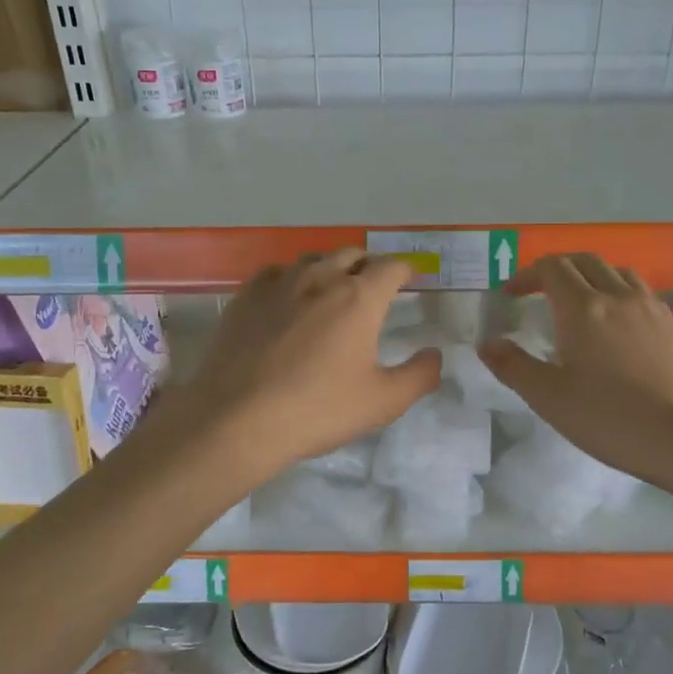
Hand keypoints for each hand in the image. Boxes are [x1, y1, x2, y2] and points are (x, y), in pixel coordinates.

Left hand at [174, 249, 440, 480]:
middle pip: (352, 254)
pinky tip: (287, 298)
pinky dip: (291, 278)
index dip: (405, 270)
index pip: (391, 267)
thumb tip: (435, 354)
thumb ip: (420, 375)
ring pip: (312, 259)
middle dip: (369, 265)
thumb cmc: (318, 410)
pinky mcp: (245, 297)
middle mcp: (320, 278)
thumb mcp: (383, 402)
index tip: (410, 280)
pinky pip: (275, 273)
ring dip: (330, 267)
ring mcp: (278, 284)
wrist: (237, 419)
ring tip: (332, 288)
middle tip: (374, 286)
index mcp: (359, 298)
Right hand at [480, 254, 672, 483]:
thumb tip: (487, 343)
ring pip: (618, 272)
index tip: (512, 294)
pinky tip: (618, 328)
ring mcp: (653, 309)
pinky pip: (641, 294)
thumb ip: (513, 367)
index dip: (527, 274)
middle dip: (557, 269)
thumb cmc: (614, 419)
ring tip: (580, 303)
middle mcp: (619, 296)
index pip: (551, 268)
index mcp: (583, 308)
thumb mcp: (550, 399)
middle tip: (539, 292)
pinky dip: (619, 294)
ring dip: (592, 277)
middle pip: (585, 261)